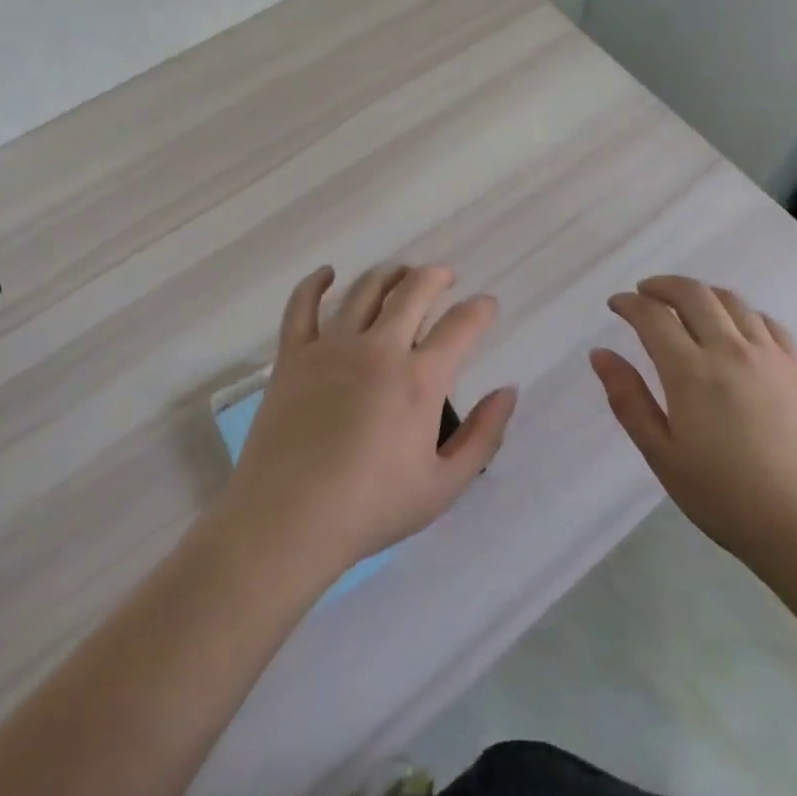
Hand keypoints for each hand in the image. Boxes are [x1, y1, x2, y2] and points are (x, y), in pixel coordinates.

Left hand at [219, 264, 517, 580]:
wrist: (288, 521)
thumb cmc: (371, 508)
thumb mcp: (444, 486)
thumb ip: (483, 436)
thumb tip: (508, 391)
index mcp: (419, 379)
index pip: (461, 325)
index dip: (480, 309)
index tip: (486, 305)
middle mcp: (378, 349)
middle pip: (413, 290)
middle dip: (436, 276)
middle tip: (445, 278)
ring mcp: (331, 347)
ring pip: (365, 290)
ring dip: (389, 274)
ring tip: (400, 274)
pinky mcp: (293, 355)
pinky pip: (302, 305)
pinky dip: (315, 283)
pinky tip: (327, 274)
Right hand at [591, 275, 796, 581]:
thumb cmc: (729, 501)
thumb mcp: (664, 457)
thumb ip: (629, 400)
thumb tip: (600, 354)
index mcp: (691, 373)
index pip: (653, 316)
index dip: (629, 303)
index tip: (616, 304)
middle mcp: (731, 350)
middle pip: (693, 293)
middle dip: (662, 285)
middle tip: (645, 293)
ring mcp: (771, 356)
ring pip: (731, 301)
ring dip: (701, 294)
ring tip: (686, 305)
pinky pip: (766, 321)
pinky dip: (741, 312)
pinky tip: (735, 329)